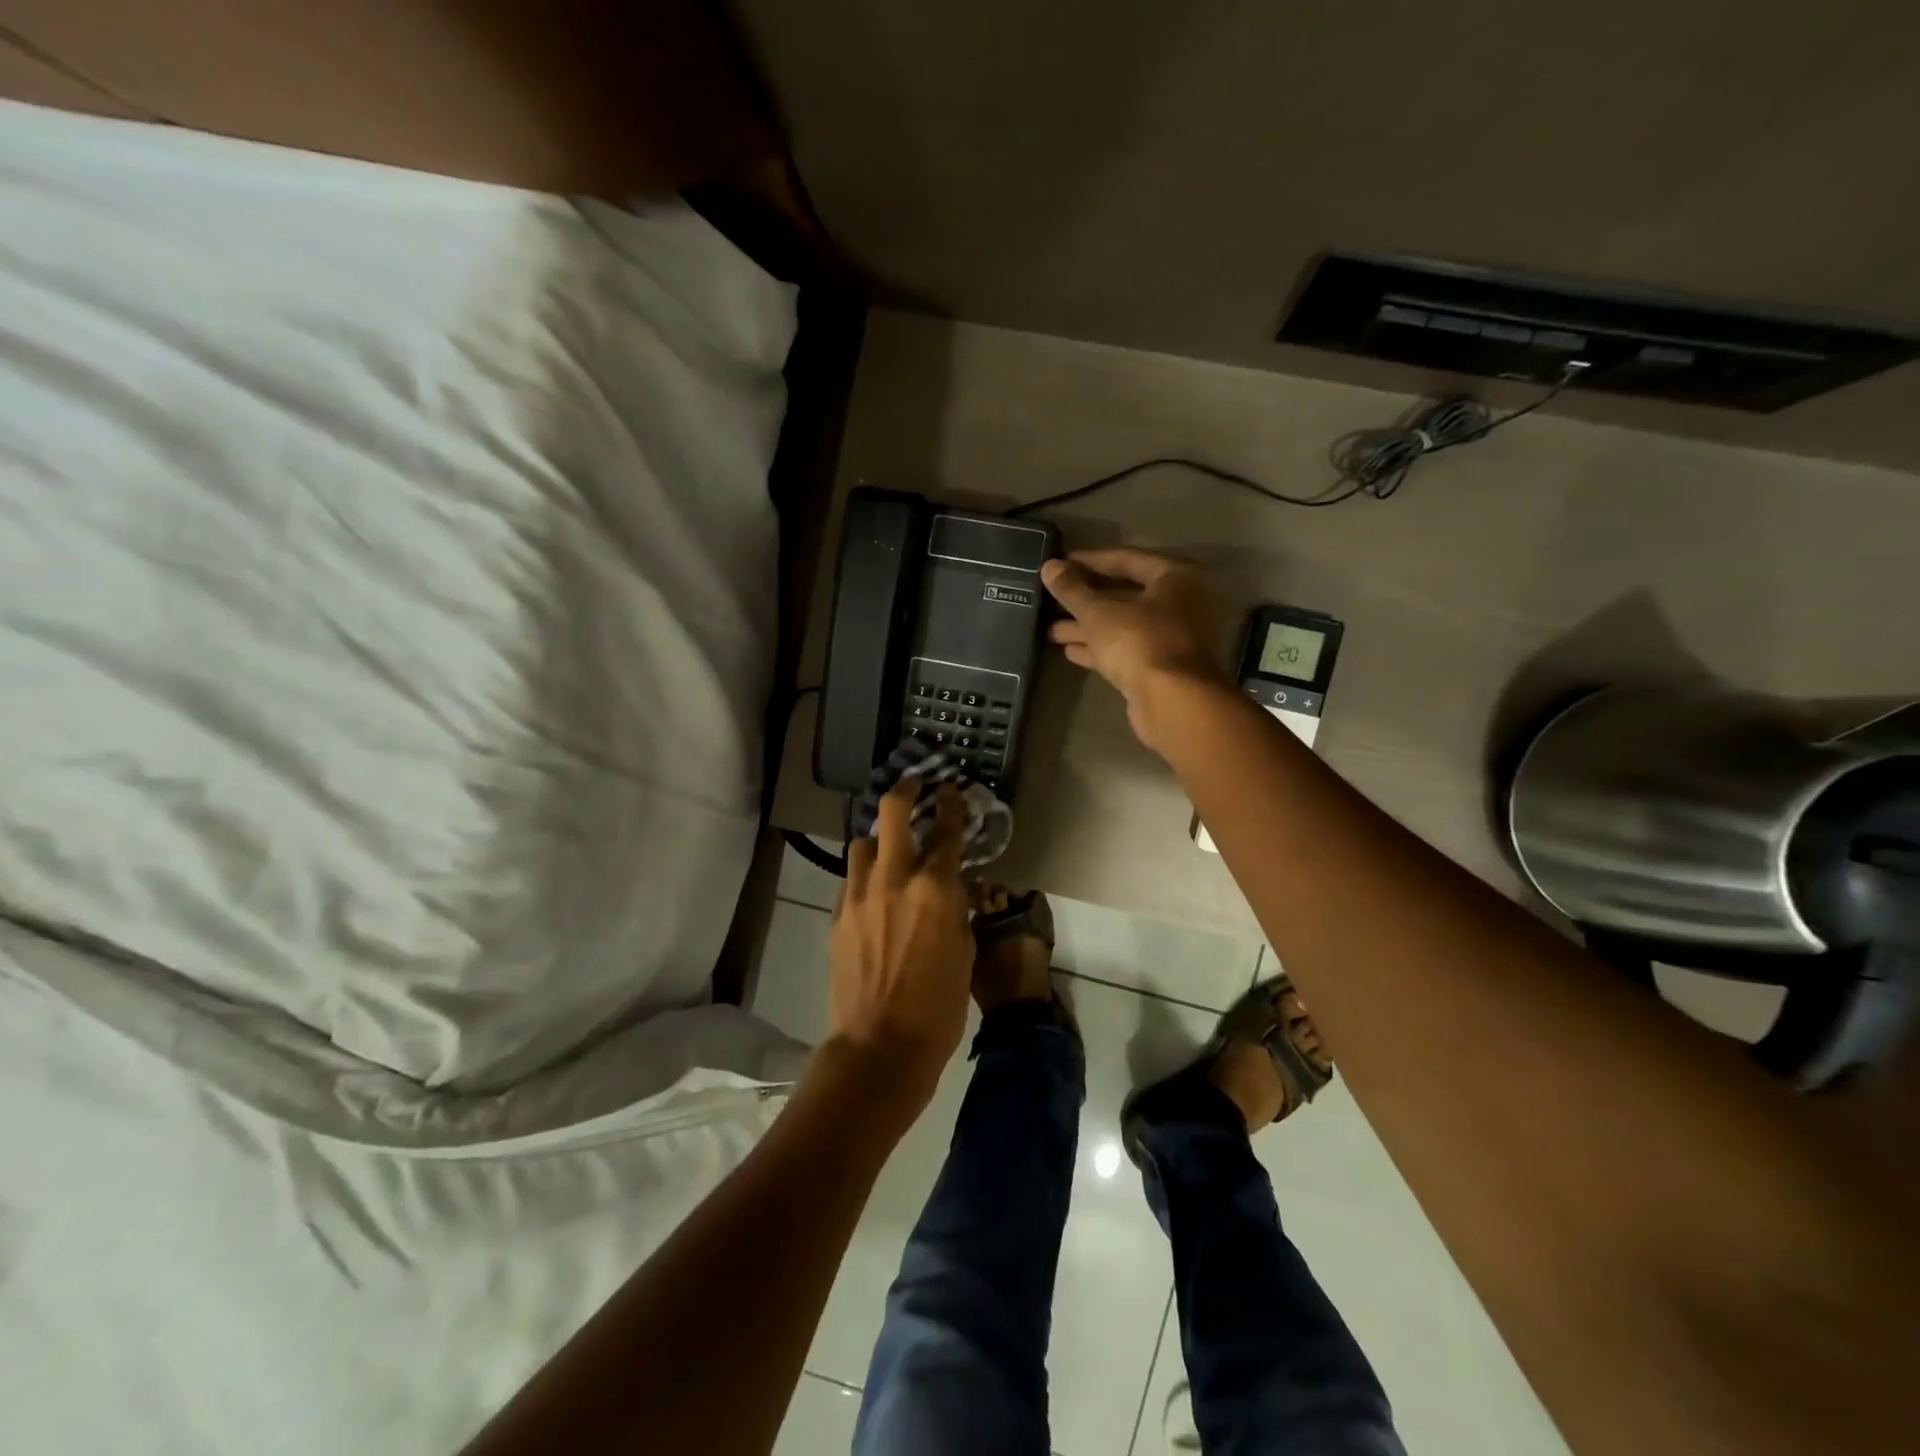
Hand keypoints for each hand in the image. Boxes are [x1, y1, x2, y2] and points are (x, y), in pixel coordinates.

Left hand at [824, 781, 973, 1117]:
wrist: (880, 1045)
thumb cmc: (939, 1006)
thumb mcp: (965, 952)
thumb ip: (956, 909)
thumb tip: (952, 887)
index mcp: (936, 888)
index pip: (946, 829)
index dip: (951, 804)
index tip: (951, 789)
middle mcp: (894, 879)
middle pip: (892, 812)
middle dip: (905, 790)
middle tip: (913, 784)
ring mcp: (859, 895)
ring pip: (862, 842)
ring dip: (878, 838)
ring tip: (888, 848)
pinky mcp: (838, 914)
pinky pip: (850, 878)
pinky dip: (864, 874)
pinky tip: (873, 889)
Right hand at [1041, 549, 1228, 752]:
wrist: (1171, 702)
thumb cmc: (1139, 642)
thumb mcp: (1098, 612)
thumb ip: (1072, 590)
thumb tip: (1049, 567)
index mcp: (1177, 577)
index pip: (1128, 559)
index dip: (1090, 561)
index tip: (1061, 564)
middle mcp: (1182, 603)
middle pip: (1126, 594)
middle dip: (1086, 599)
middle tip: (1053, 599)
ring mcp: (1174, 638)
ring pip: (1125, 625)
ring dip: (1089, 627)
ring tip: (1051, 631)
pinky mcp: (1163, 668)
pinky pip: (1128, 649)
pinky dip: (1101, 648)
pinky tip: (1070, 651)